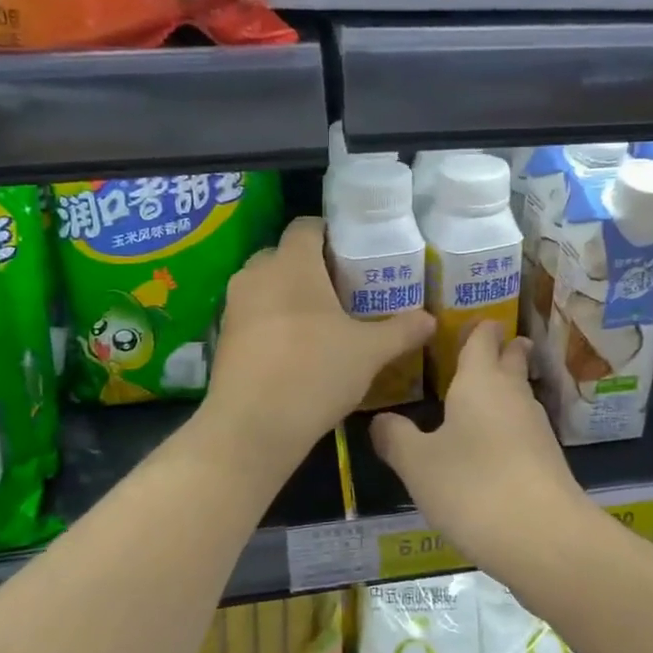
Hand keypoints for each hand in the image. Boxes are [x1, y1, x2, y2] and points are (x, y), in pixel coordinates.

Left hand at [207, 216, 434, 463]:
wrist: (252, 426)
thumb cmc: (315, 372)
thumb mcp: (370, 352)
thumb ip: (402, 330)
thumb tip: (430, 320)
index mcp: (292, 264)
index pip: (307, 226)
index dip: (331, 234)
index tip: (354, 255)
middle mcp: (257, 274)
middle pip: (285, 255)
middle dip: (311, 267)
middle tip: (343, 290)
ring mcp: (234, 306)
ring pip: (266, 286)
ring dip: (290, 295)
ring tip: (321, 321)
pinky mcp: (222, 337)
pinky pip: (253, 314)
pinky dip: (272, 321)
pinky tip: (295, 349)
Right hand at [370, 322, 580, 568]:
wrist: (543, 537)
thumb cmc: (472, 486)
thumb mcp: (417, 464)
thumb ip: (395, 438)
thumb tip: (380, 420)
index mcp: (480, 381)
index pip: (483, 338)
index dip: (479, 328)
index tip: (473, 321)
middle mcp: (512, 394)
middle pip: (512, 360)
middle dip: (503, 349)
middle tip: (488, 346)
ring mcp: (536, 426)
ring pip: (520, 394)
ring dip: (506, 388)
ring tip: (482, 394)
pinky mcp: (547, 459)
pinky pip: (523, 427)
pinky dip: (509, 424)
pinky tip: (493, 443)